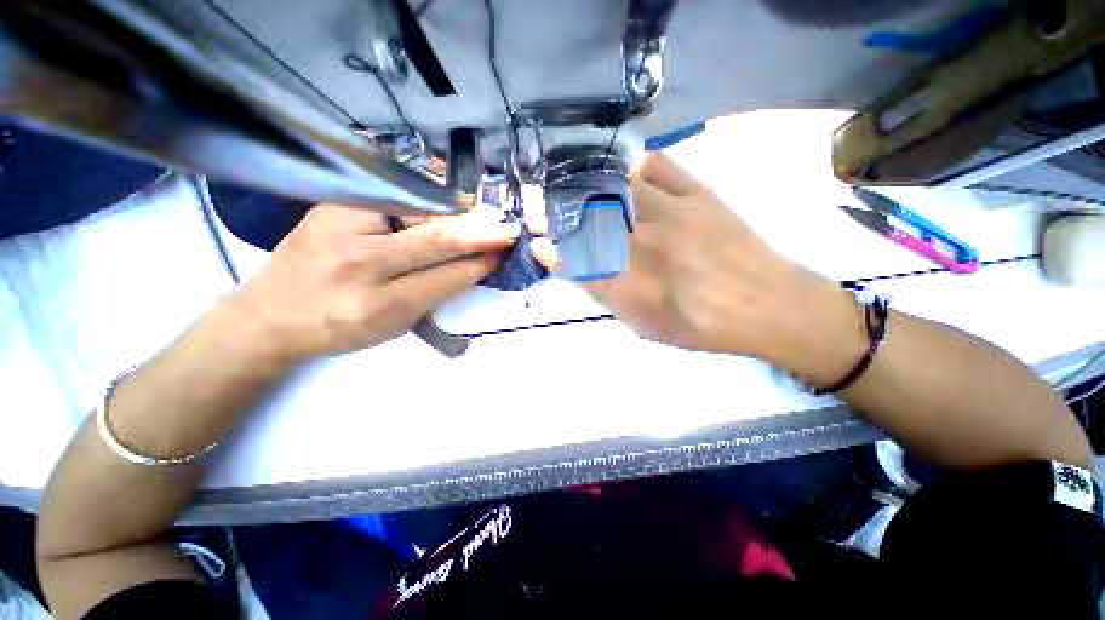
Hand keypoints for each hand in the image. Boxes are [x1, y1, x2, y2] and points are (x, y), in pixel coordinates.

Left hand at [230, 203, 519, 362]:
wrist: (270, 314)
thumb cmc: (341, 328)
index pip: (447, 277)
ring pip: (417, 211)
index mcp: (377, 305)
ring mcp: (339, 223)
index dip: (481, 263)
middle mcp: (357, 262)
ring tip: (483, 214)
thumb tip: (476, 262)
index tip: (505, 252)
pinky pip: (394, 195)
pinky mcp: (333, 202)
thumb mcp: (395, 324)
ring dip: (458, 211)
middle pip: (435, 238)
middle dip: (479, 231)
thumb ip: (437, 292)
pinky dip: (428, 198)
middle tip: (508, 227)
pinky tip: (448, 200)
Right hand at [532, 152, 864, 377]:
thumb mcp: (644, 326)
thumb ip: (608, 296)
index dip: (551, 252)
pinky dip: (639, 167)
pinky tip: (633, 177)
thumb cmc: (701, 325)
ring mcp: (672, 214)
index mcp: (631, 286)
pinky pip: (660, 166)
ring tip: (583, 191)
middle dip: (559, 215)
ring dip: (592, 188)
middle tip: (545, 211)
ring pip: (617, 188)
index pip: (575, 262)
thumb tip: (579, 270)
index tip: (537, 244)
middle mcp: (644, 247)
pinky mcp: (699, 194)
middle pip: (588, 222)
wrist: (766, 305)